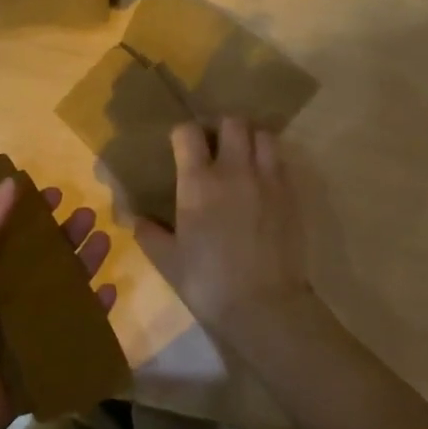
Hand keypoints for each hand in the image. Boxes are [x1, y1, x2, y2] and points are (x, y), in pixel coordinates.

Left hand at [0, 178, 115, 428]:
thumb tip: (10, 181)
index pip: (8, 236)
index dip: (29, 214)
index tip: (53, 193)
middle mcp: (2, 298)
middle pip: (41, 260)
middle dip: (65, 236)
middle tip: (88, 214)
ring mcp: (25, 329)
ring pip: (62, 289)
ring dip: (83, 265)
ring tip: (105, 240)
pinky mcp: (44, 357)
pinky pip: (75, 328)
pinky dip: (94, 310)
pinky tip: (111, 291)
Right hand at [135, 118, 310, 339]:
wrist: (264, 305)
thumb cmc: (208, 282)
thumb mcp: (168, 261)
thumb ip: (149, 234)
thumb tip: (135, 219)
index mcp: (198, 182)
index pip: (188, 133)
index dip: (182, 134)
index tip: (179, 146)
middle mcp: (234, 171)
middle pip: (233, 122)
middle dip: (222, 127)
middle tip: (215, 146)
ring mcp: (268, 180)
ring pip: (264, 135)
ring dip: (251, 139)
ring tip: (243, 158)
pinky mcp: (292, 195)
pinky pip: (282, 162)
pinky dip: (271, 163)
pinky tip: (262, 183)